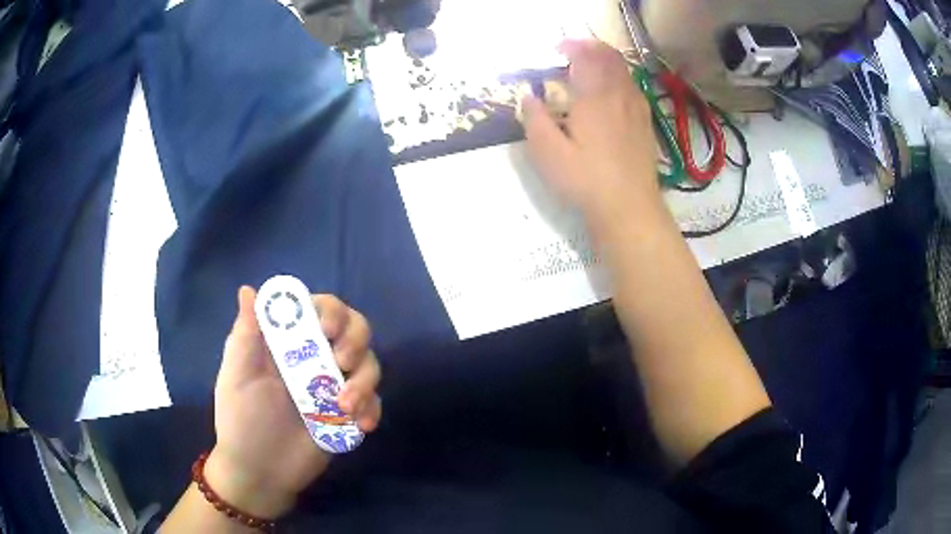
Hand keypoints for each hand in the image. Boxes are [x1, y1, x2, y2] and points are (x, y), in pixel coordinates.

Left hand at [205, 287, 381, 518]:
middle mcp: (315, 358)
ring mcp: (334, 387)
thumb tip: (248, 289)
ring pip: (369, 364)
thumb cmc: (241, 420)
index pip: (318, 309)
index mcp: (288, 343)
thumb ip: (245, 335)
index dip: (330, 310)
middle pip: (353, 329)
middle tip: (341, 361)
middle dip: (355, 340)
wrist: (261, 472)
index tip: (327, 329)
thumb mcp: (237, 376)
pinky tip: (361, 425)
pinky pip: (374, 401)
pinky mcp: (348, 414)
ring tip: (344, 407)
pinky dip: (372, 408)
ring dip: (364, 380)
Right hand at [521, 40, 660, 227]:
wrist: (629, 208)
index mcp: (594, 96)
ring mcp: (637, 110)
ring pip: (625, 73)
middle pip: (610, 58)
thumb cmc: (585, 180)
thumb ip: (534, 120)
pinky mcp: (646, 126)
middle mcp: (619, 95)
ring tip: (591, 71)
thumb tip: (528, 97)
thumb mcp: (547, 153)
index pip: (586, 56)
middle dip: (592, 48)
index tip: (557, 49)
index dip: (572, 46)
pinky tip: (612, 97)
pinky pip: (634, 90)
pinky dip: (620, 81)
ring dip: (607, 63)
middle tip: (574, 52)